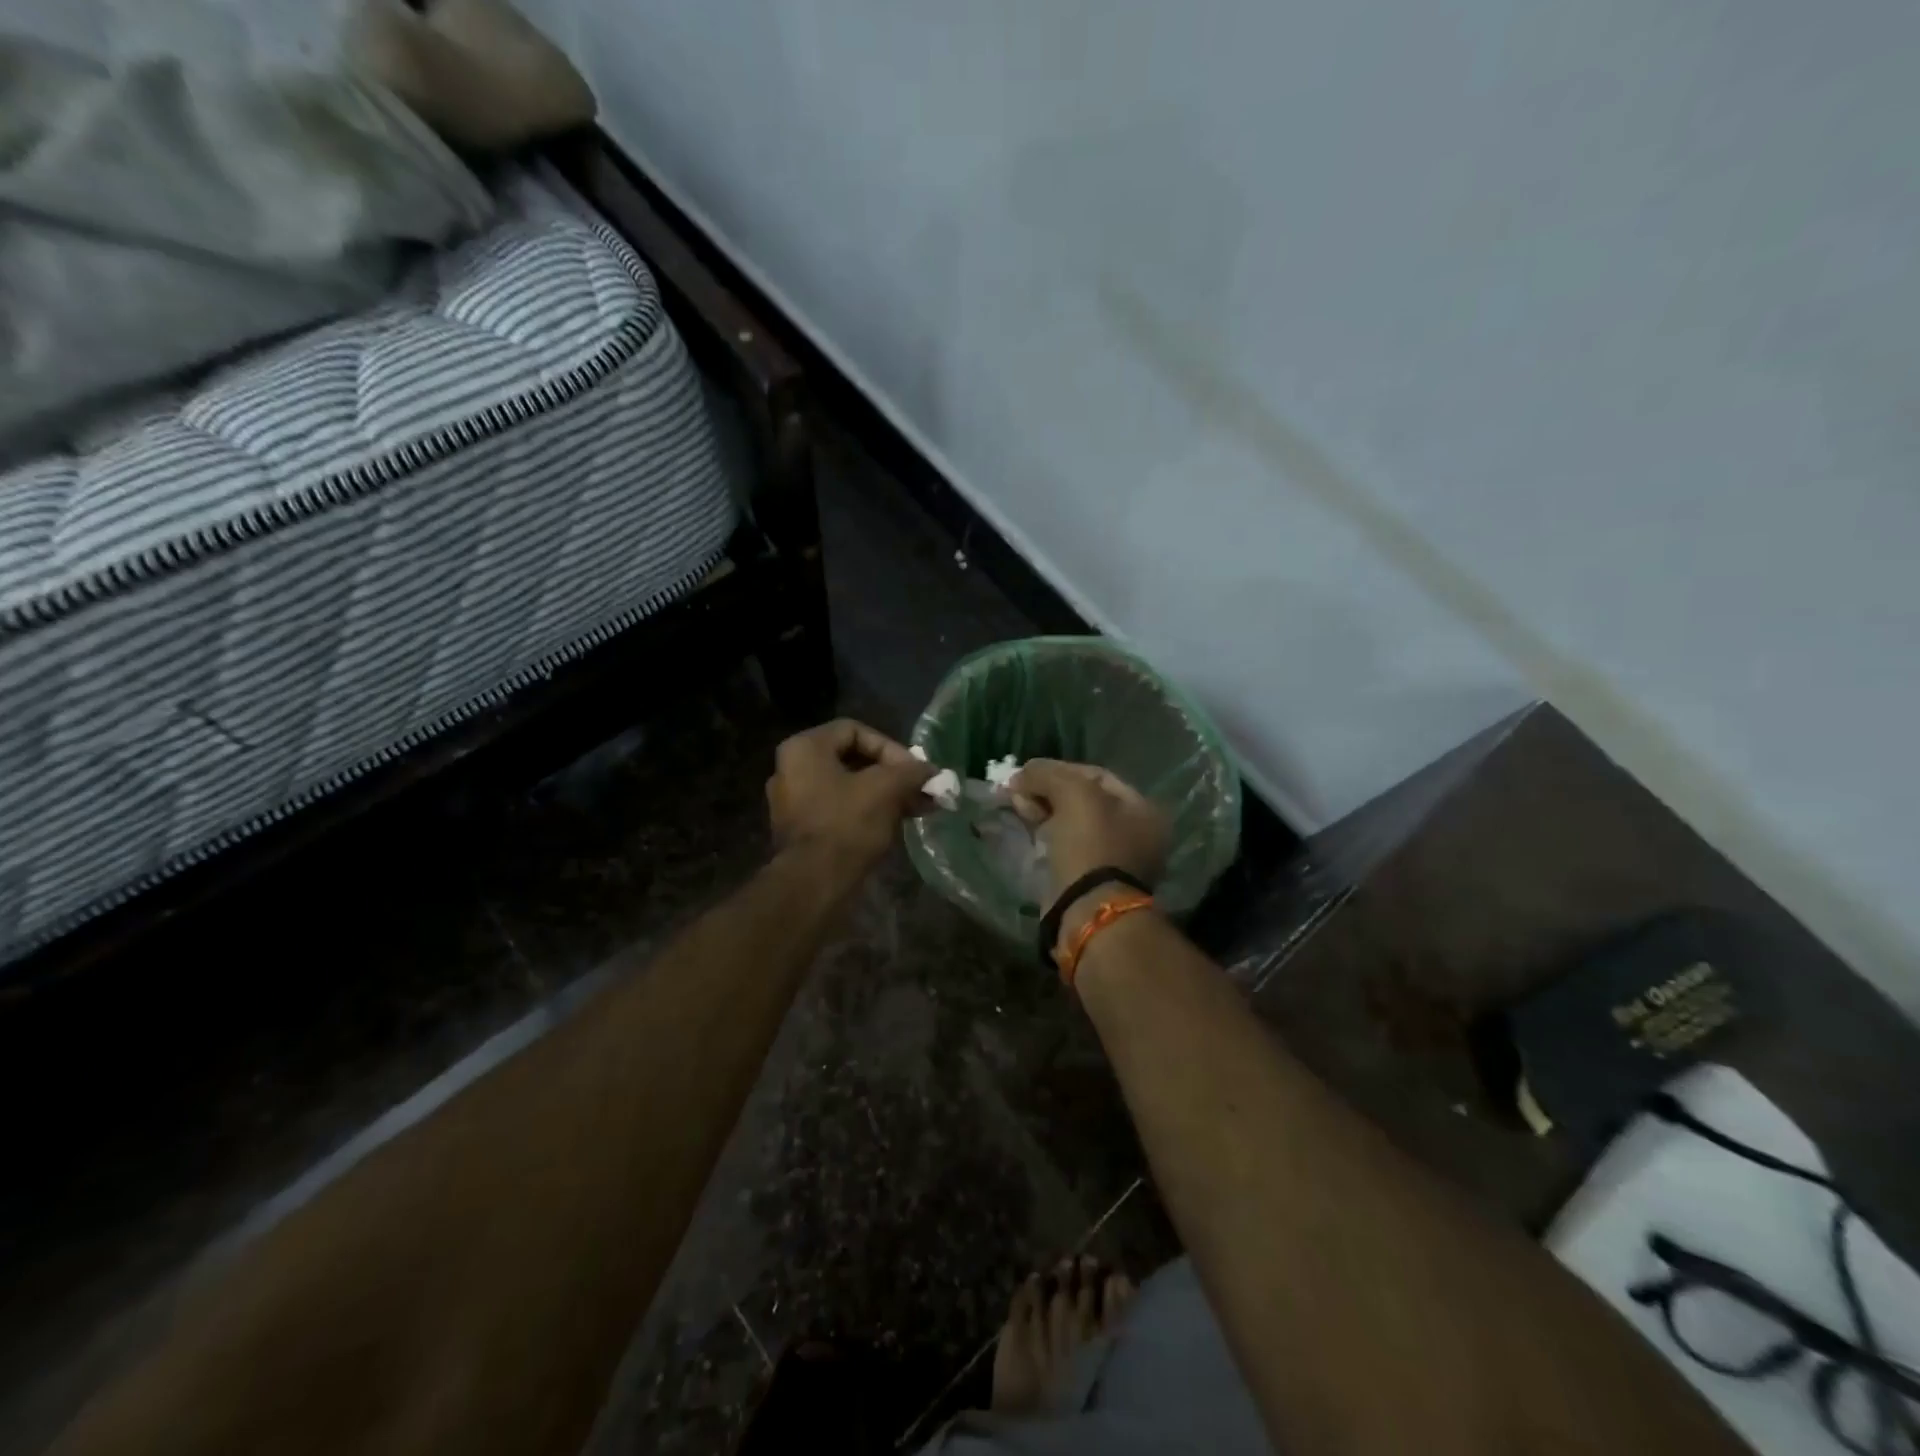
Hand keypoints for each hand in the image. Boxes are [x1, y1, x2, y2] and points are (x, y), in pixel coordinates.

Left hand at [766, 719, 935, 867]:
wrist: (814, 883)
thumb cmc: (847, 823)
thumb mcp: (887, 789)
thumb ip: (912, 772)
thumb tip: (932, 771)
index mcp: (804, 748)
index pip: (855, 731)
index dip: (890, 747)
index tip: (913, 770)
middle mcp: (791, 770)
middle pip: (852, 760)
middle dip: (892, 774)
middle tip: (920, 789)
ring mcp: (792, 802)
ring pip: (848, 787)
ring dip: (884, 794)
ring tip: (917, 809)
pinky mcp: (801, 830)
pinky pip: (839, 810)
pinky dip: (867, 812)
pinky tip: (896, 824)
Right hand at [1010, 760, 1171, 903]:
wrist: (1087, 912)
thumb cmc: (1091, 846)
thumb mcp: (1074, 795)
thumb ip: (1048, 774)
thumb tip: (1021, 775)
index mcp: (1143, 811)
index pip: (1096, 776)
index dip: (1059, 770)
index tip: (1028, 772)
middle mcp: (1135, 834)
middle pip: (1082, 801)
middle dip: (1048, 792)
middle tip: (1018, 791)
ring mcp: (1113, 861)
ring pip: (1070, 824)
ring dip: (1042, 812)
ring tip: (1017, 808)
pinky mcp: (1089, 882)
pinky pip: (1063, 848)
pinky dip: (1044, 837)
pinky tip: (1025, 830)